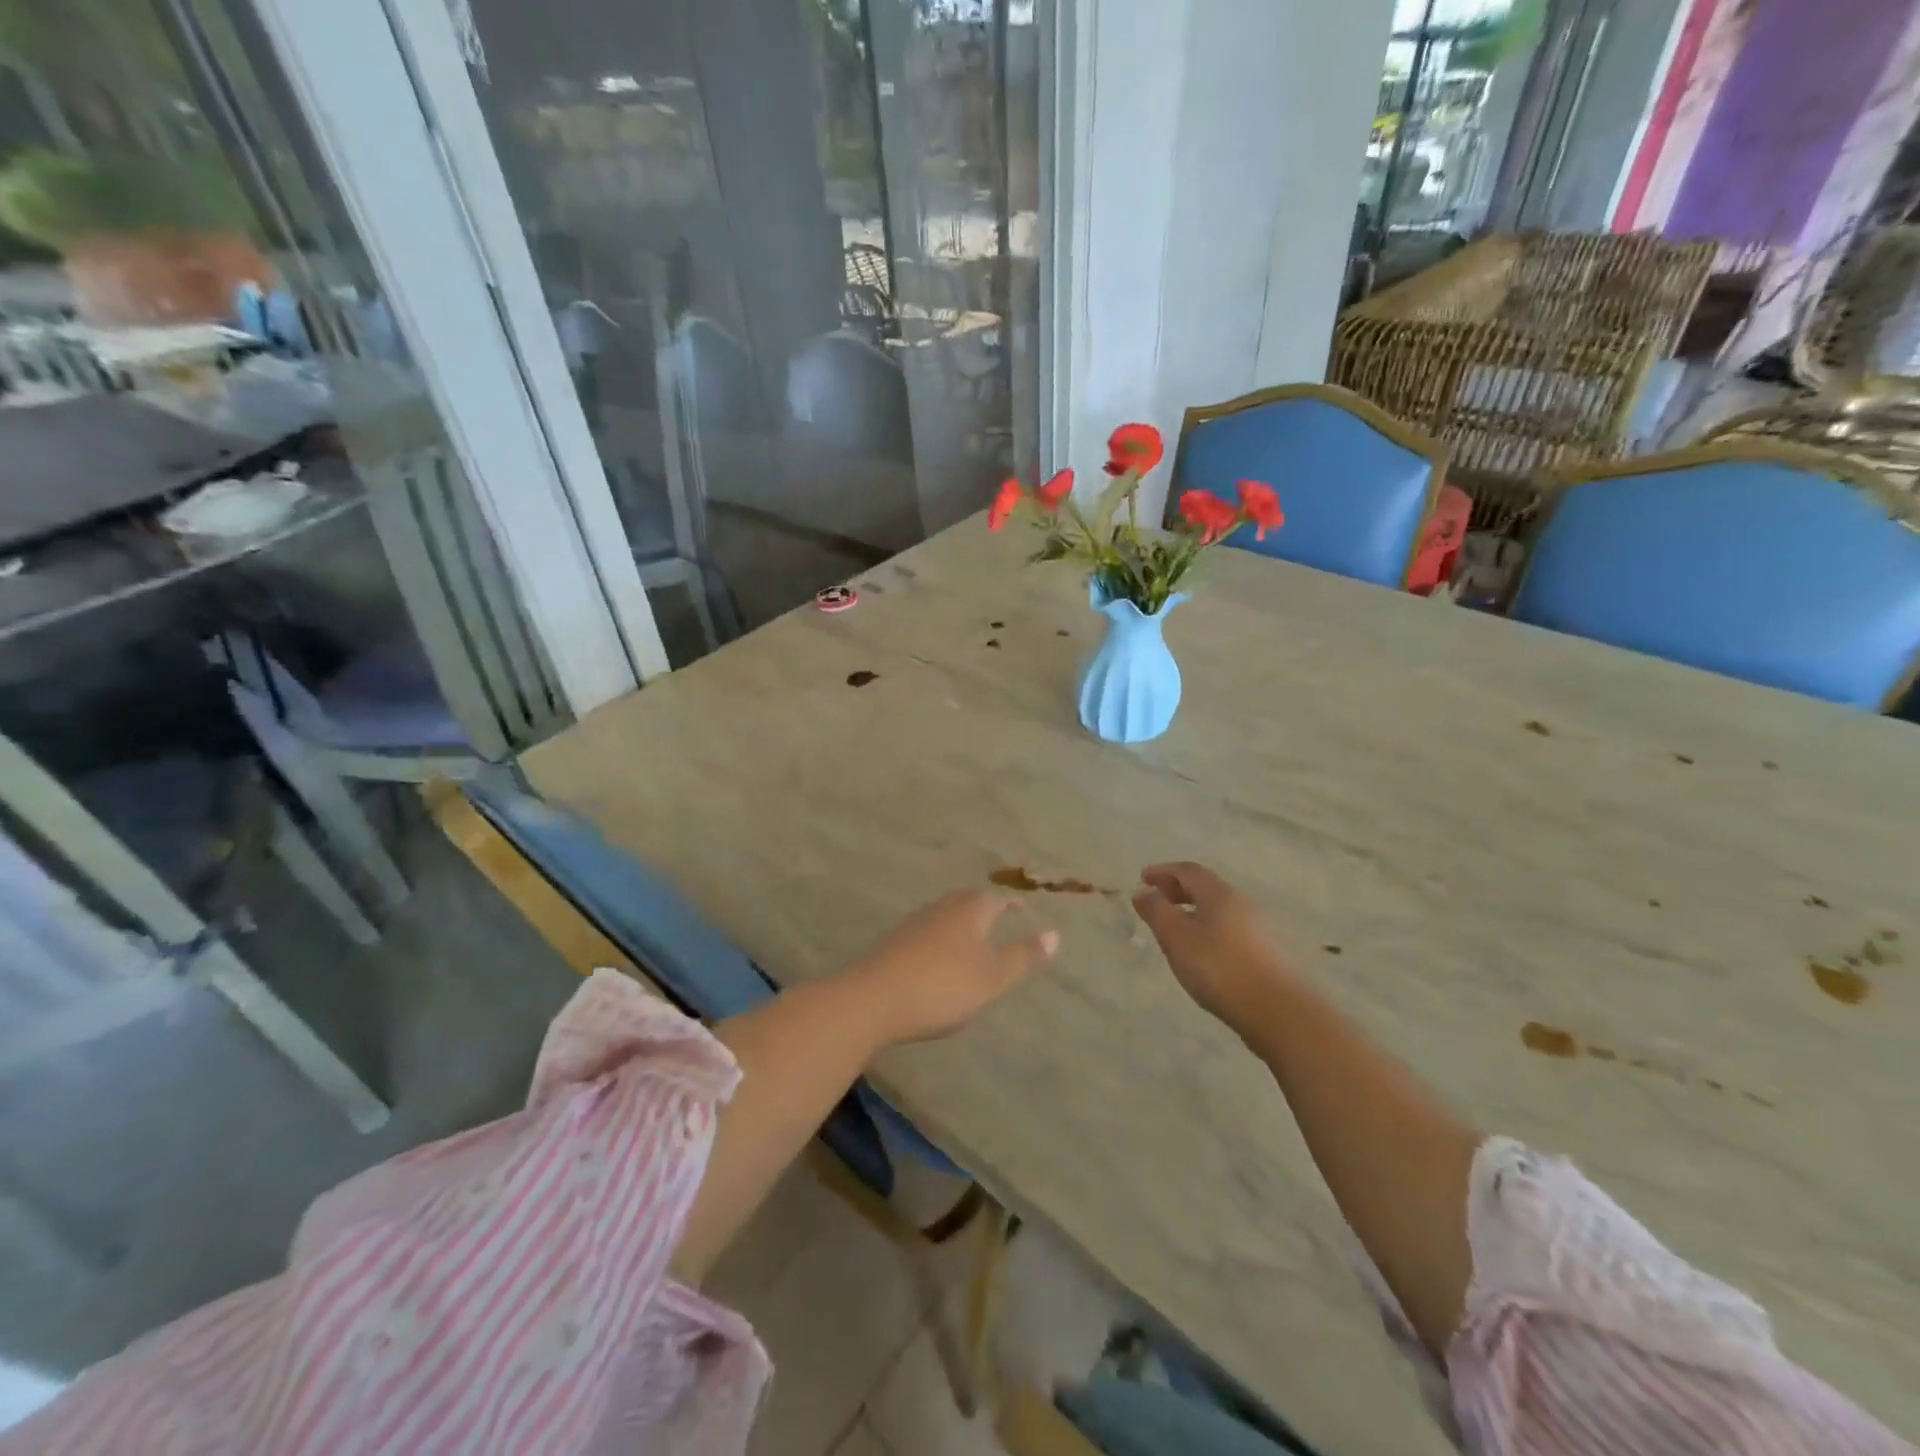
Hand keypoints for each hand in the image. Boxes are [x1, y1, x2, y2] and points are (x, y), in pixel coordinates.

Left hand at [847, 890, 1058, 1044]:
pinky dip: (940, 941)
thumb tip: (1055, 934)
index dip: (1012, 903)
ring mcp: (914, 923)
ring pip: (945, 916)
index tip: (1022, 906)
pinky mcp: (894, 943)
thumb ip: (1023, 956)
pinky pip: (926, 935)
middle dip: (984, 909)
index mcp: (970, 910)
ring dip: (960, 924)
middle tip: (999, 917)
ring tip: (972, 939)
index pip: (997, 898)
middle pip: (968, 902)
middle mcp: (942, 907)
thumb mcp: (992, 977)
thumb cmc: (942, 986)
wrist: (872, 999)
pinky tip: (938, 959)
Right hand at [1132, 862, 1292, 1033]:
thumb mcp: (1177, 937)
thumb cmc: (1220, 968)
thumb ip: (1156, 911)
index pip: (1188, 871)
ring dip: (1192, 910)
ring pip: (1217, 910)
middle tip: (1156, 899)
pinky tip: (1199, 952)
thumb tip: (1143, 891)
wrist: (1278, 1011)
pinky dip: (1206, 929)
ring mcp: (1256, 930)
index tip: (1143, 878)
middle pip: (1205, 887)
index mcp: (1219, 894)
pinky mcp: (1264, 954)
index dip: (1163, 871)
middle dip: (1177, 889)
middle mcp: (1241, 904)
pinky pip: (1227, 929)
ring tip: (1173, 928)